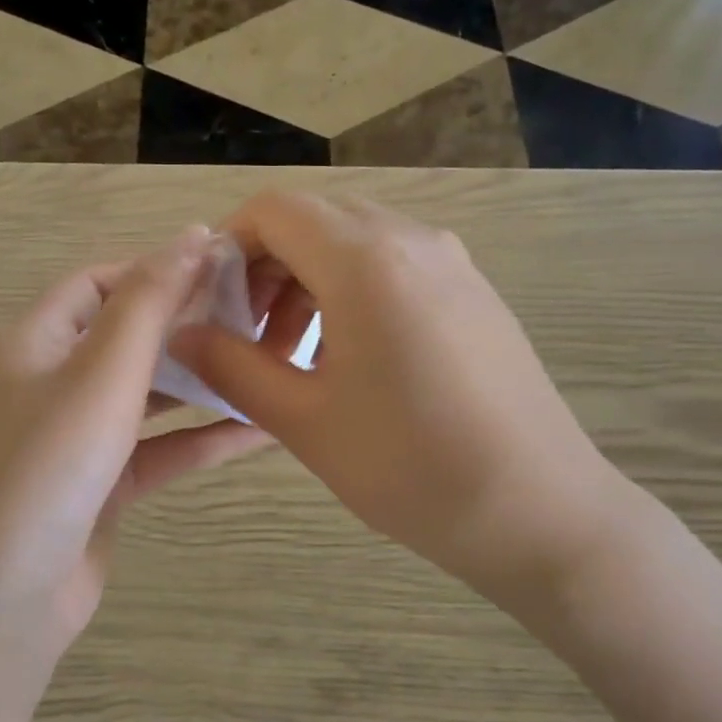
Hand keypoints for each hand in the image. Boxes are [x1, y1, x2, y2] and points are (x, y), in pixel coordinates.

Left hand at [0, 227, 267, 647]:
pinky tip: (260, 432)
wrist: (1, 601)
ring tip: (266, 366)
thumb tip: (195, 235)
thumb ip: (150, 302)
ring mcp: (76, 440)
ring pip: (148, 396)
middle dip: (187, 325)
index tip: (222, 267)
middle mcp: (51, 384)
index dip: (156, 268)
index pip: (98, 283)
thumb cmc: (48, 467)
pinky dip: (202, 439)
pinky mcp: (101, 488)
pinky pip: (159, 450)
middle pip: (126, 337)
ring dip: (201, 382)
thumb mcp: (102, 373)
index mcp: (36, 344)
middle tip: (258, 318)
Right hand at [172, 193, 626, 611]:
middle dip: (265, 267)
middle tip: (246, 337)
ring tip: (293, 356)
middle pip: (315, 220)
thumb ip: (232, 366)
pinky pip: (397, 267)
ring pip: (356, 243)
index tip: (209, 304)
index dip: (227, 246)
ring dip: (309, 282)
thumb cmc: (410, 468)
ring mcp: (453, 264)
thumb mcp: (304, 421)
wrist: (540, 511)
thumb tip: (181, 333)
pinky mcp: (476, 293)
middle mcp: (413, 240)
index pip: (274, 210)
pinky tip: (352, 360)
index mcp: (365, 260)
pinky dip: (354, 293)